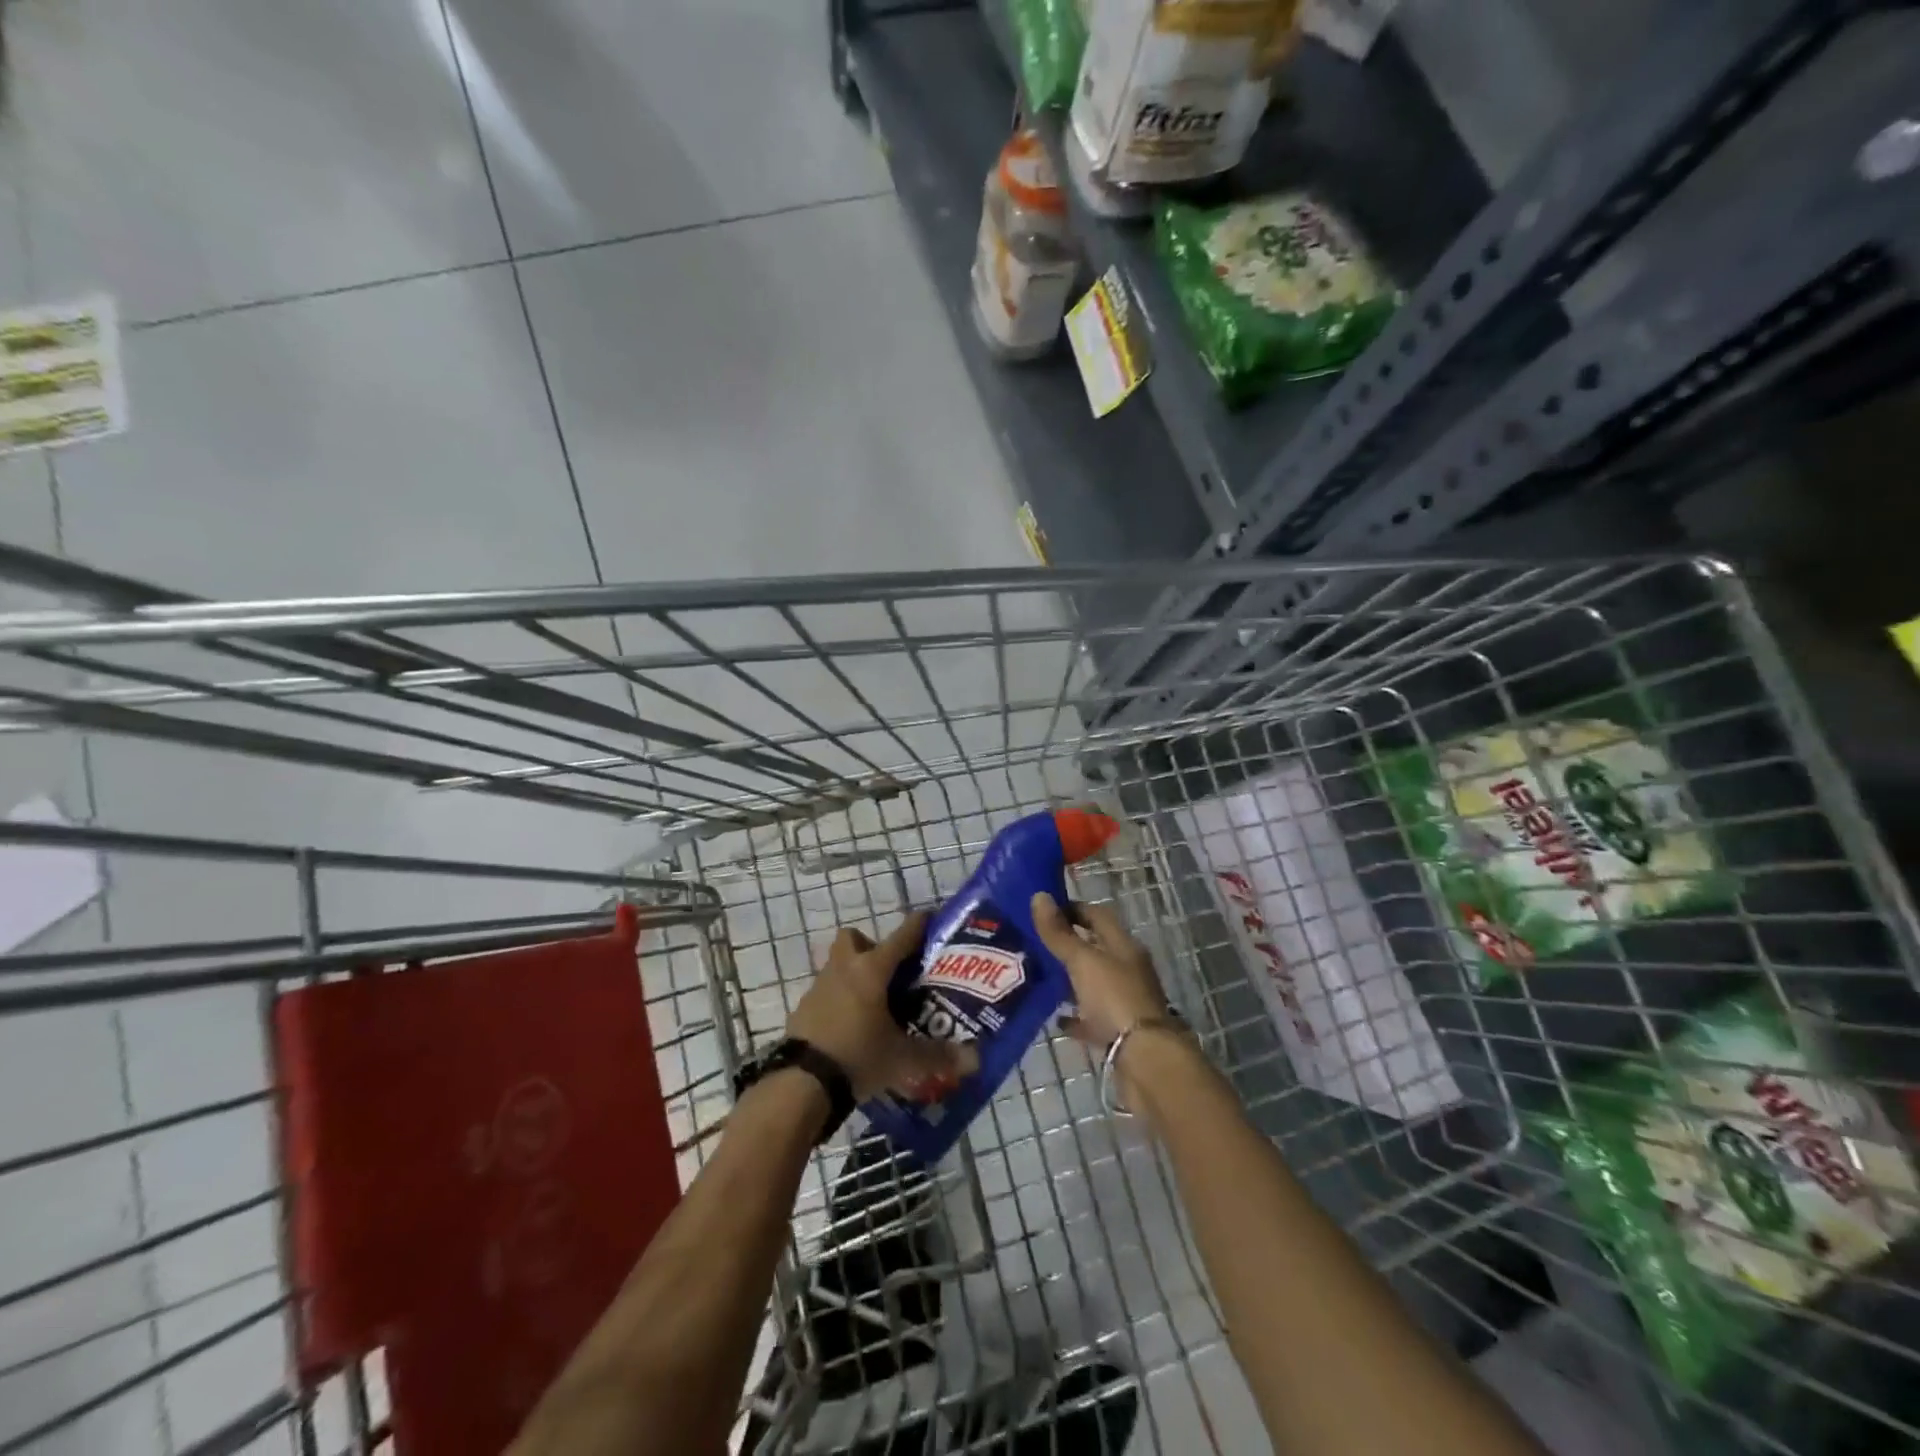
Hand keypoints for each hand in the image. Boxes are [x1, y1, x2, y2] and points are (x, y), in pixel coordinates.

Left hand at [787, 913, 977, 1102]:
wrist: (801, 1084)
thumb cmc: (857, 1056)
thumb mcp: (902, 1059)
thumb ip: (938, 1056)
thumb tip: (974, 1059)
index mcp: (872, 970)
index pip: (902, 936)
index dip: (919, 925)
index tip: (931, 918)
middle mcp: (844, 969)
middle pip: (855, 939)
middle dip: (871, 946)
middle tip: (891, 973)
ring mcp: (819, 987)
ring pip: (838, 965)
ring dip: (854, 975)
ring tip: (875, 1004)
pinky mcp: (803, 1009)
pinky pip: (826, 993)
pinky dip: (839, 1002)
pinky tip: (852, 1027)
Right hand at [1029, 893, 1168, 1047]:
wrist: (1144, 1059)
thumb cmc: (1114, 999)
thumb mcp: (1082, 961)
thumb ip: (1059, 933)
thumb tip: (1039, 895)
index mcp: (1124, 946)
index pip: (1097, 915)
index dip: (1072, 908)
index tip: (1044, 909)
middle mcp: (1127, 969)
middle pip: (1096, 949)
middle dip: (1068, 944)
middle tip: (1033, 943)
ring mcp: (1124, 1001)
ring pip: (1093, 982)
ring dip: (1070, 979)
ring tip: (1039, 976)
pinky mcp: (1118, 1031)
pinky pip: (1092, 1018)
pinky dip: (1075, 1016)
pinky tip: (1055, 1018)